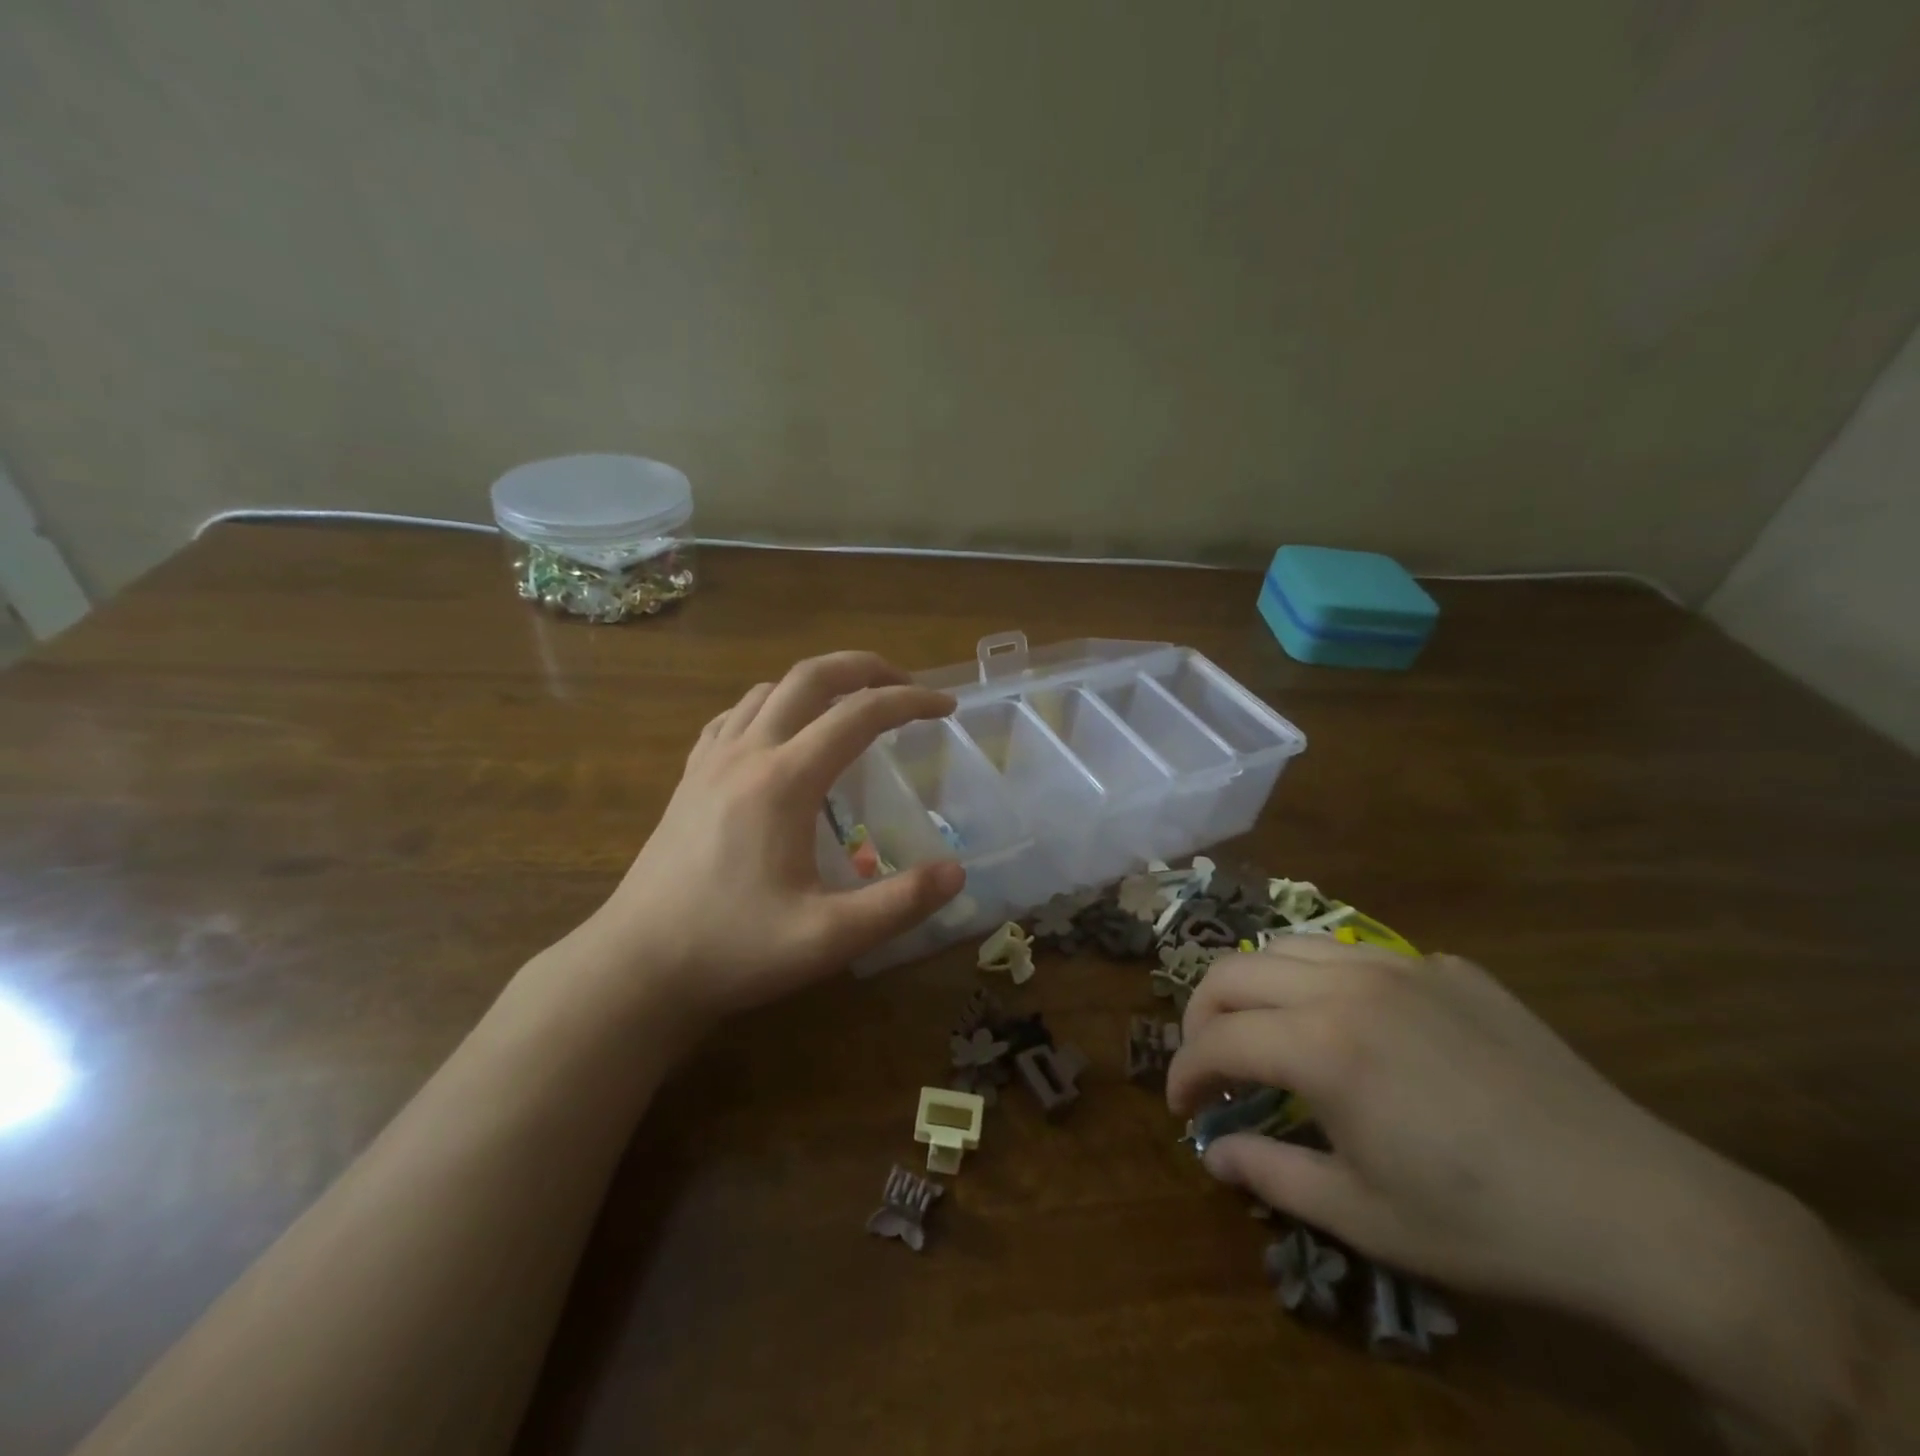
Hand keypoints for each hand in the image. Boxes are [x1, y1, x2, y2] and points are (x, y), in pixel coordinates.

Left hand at [567, 652, 964, 1036]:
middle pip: (810, 677)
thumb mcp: (828, 939)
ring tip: (851, 706)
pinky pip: (734, 717)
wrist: (637, 968)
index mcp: (784, 781)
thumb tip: (957, 872)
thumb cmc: (733, 949)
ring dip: (818, 683)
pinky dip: (772, 705)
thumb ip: (899, 904)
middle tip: (905, 685)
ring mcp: (710, 762)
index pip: (859, 715)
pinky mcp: (689, 779)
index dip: (910, 702)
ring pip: (769, 690)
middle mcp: (746, 754)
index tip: (946, 708)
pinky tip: (780, 734)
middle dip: (865, 668)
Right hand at [1166, 940, 1797, 1322]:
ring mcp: (1401, 965)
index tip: (1182, 1106)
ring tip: (1266, 1031)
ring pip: (1288, 946)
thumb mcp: (1364, 1217)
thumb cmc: (1486, 1223)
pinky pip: (1357, 955)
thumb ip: (1270, 1174)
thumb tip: (1214, 1153)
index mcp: (1321, 1045)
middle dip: (1202, 1015)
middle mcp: (1348, 984)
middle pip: (1234, 971)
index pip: (1216, 1040)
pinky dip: (1324, 982)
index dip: (1184, 1072)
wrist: (1638, 1209)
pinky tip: (1356, 1029)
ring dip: (1256, 986)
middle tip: (1210, 1063)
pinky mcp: (1447, 967)